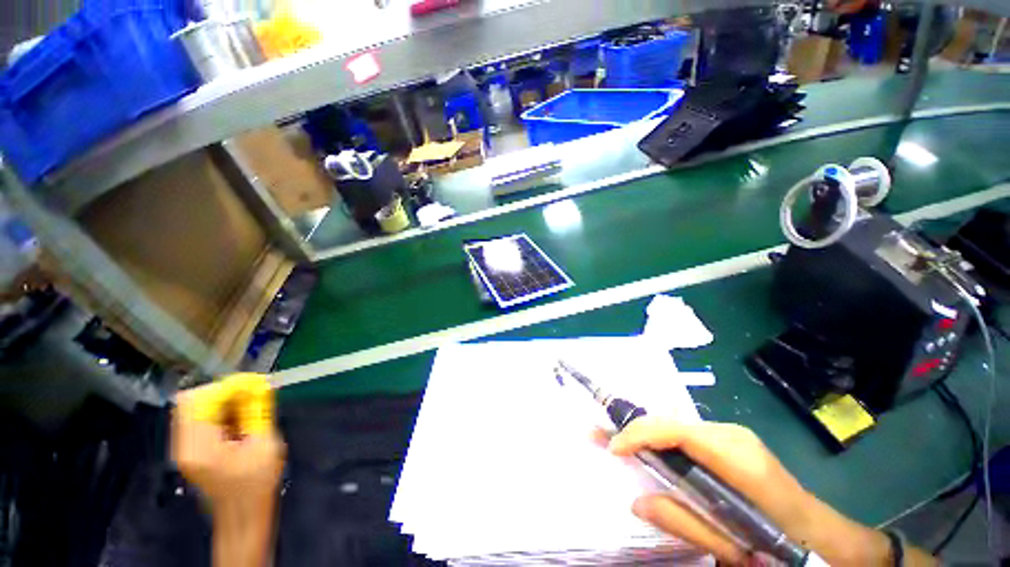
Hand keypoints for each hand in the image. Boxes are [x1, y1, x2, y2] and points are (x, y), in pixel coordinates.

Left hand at [172, 382, 284, 566]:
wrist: (243, 514)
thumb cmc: (258, 482)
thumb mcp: (265, 443)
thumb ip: (258, 412)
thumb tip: (259, 383)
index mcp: (199, 447)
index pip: (197, 401)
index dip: (225, 387)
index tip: (254, 386)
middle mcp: (183, 445)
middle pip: (191, 402)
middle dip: (224, 393)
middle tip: (252, 396)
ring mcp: (183, 448)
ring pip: (195, 408)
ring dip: (223, 402)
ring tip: (248, 410)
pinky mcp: (189, 449)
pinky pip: (198, 419)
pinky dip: (219, 412)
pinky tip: (238, 421)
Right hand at [606, 418, 910, 565]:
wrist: (826, 540)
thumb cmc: (787, 547)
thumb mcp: (734, 546)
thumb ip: (684, 523)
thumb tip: (636, 501)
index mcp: (736, 456)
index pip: (677, 431)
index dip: (640, 434)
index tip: (612, 448)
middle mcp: (730, 434)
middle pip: (670, 422)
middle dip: (633, 428)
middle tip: (599, 435)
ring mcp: (730, 435)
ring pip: (675, 426)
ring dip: (644, 434)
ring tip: (616, 441)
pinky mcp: (728, 442)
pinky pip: (684, 435)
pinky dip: (660, 441)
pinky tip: (647, 450)